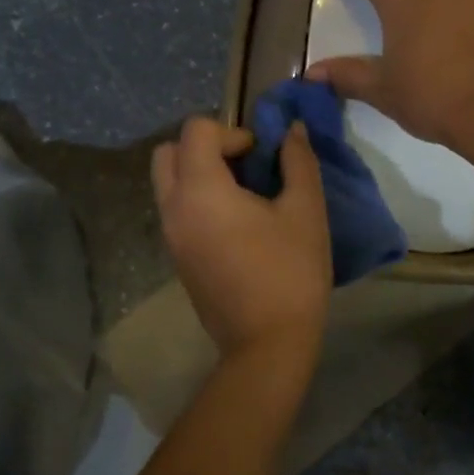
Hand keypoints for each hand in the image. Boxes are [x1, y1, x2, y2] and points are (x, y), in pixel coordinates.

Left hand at [152, 117, 330, 360]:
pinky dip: (197, 200)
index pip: (196, 130)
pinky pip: (175, 210)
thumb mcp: (305, 211)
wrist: (267, 343)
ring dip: (199, 173)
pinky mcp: (176, 258)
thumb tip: (292, 131)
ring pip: (168, 183)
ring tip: (243, 195)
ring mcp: (170, 236)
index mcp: (200, 190)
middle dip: (204, 147)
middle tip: (243, 166)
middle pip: (168, 153)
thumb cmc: (290, 272)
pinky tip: (236, 223)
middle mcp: (174, 208)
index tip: (260, 156)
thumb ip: (297, 162)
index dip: (231, 131)